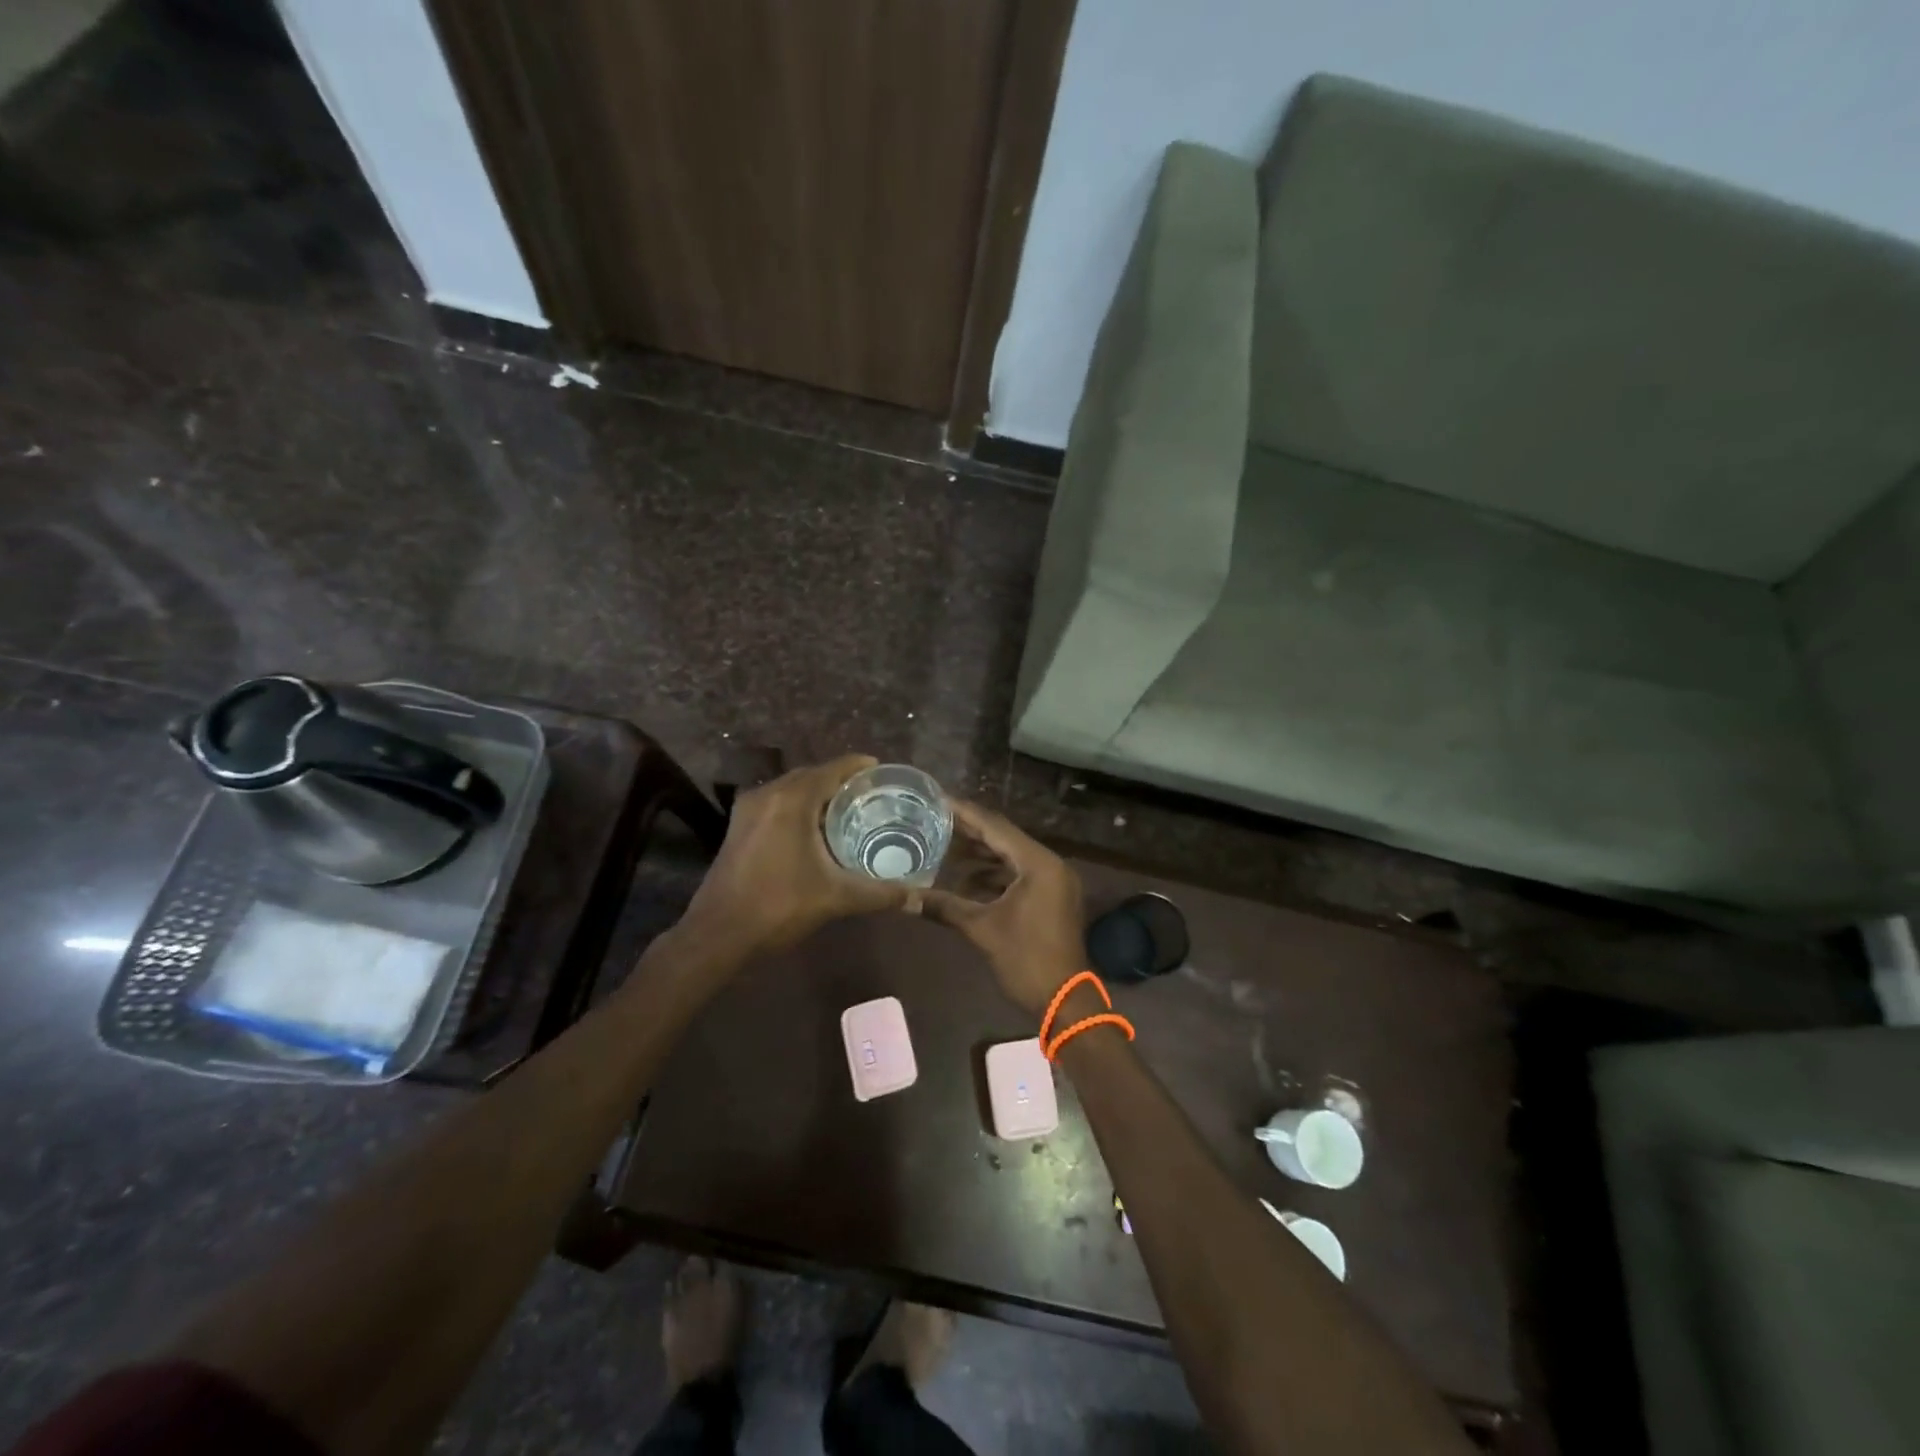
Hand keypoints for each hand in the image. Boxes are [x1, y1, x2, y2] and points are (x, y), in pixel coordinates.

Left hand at [682, 754, 909, 956]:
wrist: (718, 934)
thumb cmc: (779, 907)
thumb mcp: (836, 898)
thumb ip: (879, 893)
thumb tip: (917, 896)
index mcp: (792, 800)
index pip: (833, 769)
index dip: (859, 767)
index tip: (883, 772)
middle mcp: (768, 794)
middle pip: (812, 775)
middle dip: (841, 781)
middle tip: (872, 794)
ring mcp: (748, 810)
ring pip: (792, 789)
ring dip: (818, 794)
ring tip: (850, 809)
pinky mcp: (739, 827)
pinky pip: (777, 803)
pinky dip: (799, 806)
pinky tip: (816, 829)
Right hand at [921, 799, 1084, 1016]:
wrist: (1065, 1002)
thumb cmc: (1026, 960)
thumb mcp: (982, 929)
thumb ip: (944, 906)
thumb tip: (905, 897)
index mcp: (1038, 863)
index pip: (995, 827)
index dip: (964, 814)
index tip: (937, 800)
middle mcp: (1049, 864)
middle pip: (1004, 839)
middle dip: (969, 833)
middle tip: (934, 821)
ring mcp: (1053, 882)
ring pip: (1011, 858)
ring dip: (981, 856)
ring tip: (944, 849)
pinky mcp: (1051, 898)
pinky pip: (1019, 875)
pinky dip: (994, 876)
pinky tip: (966, 882)